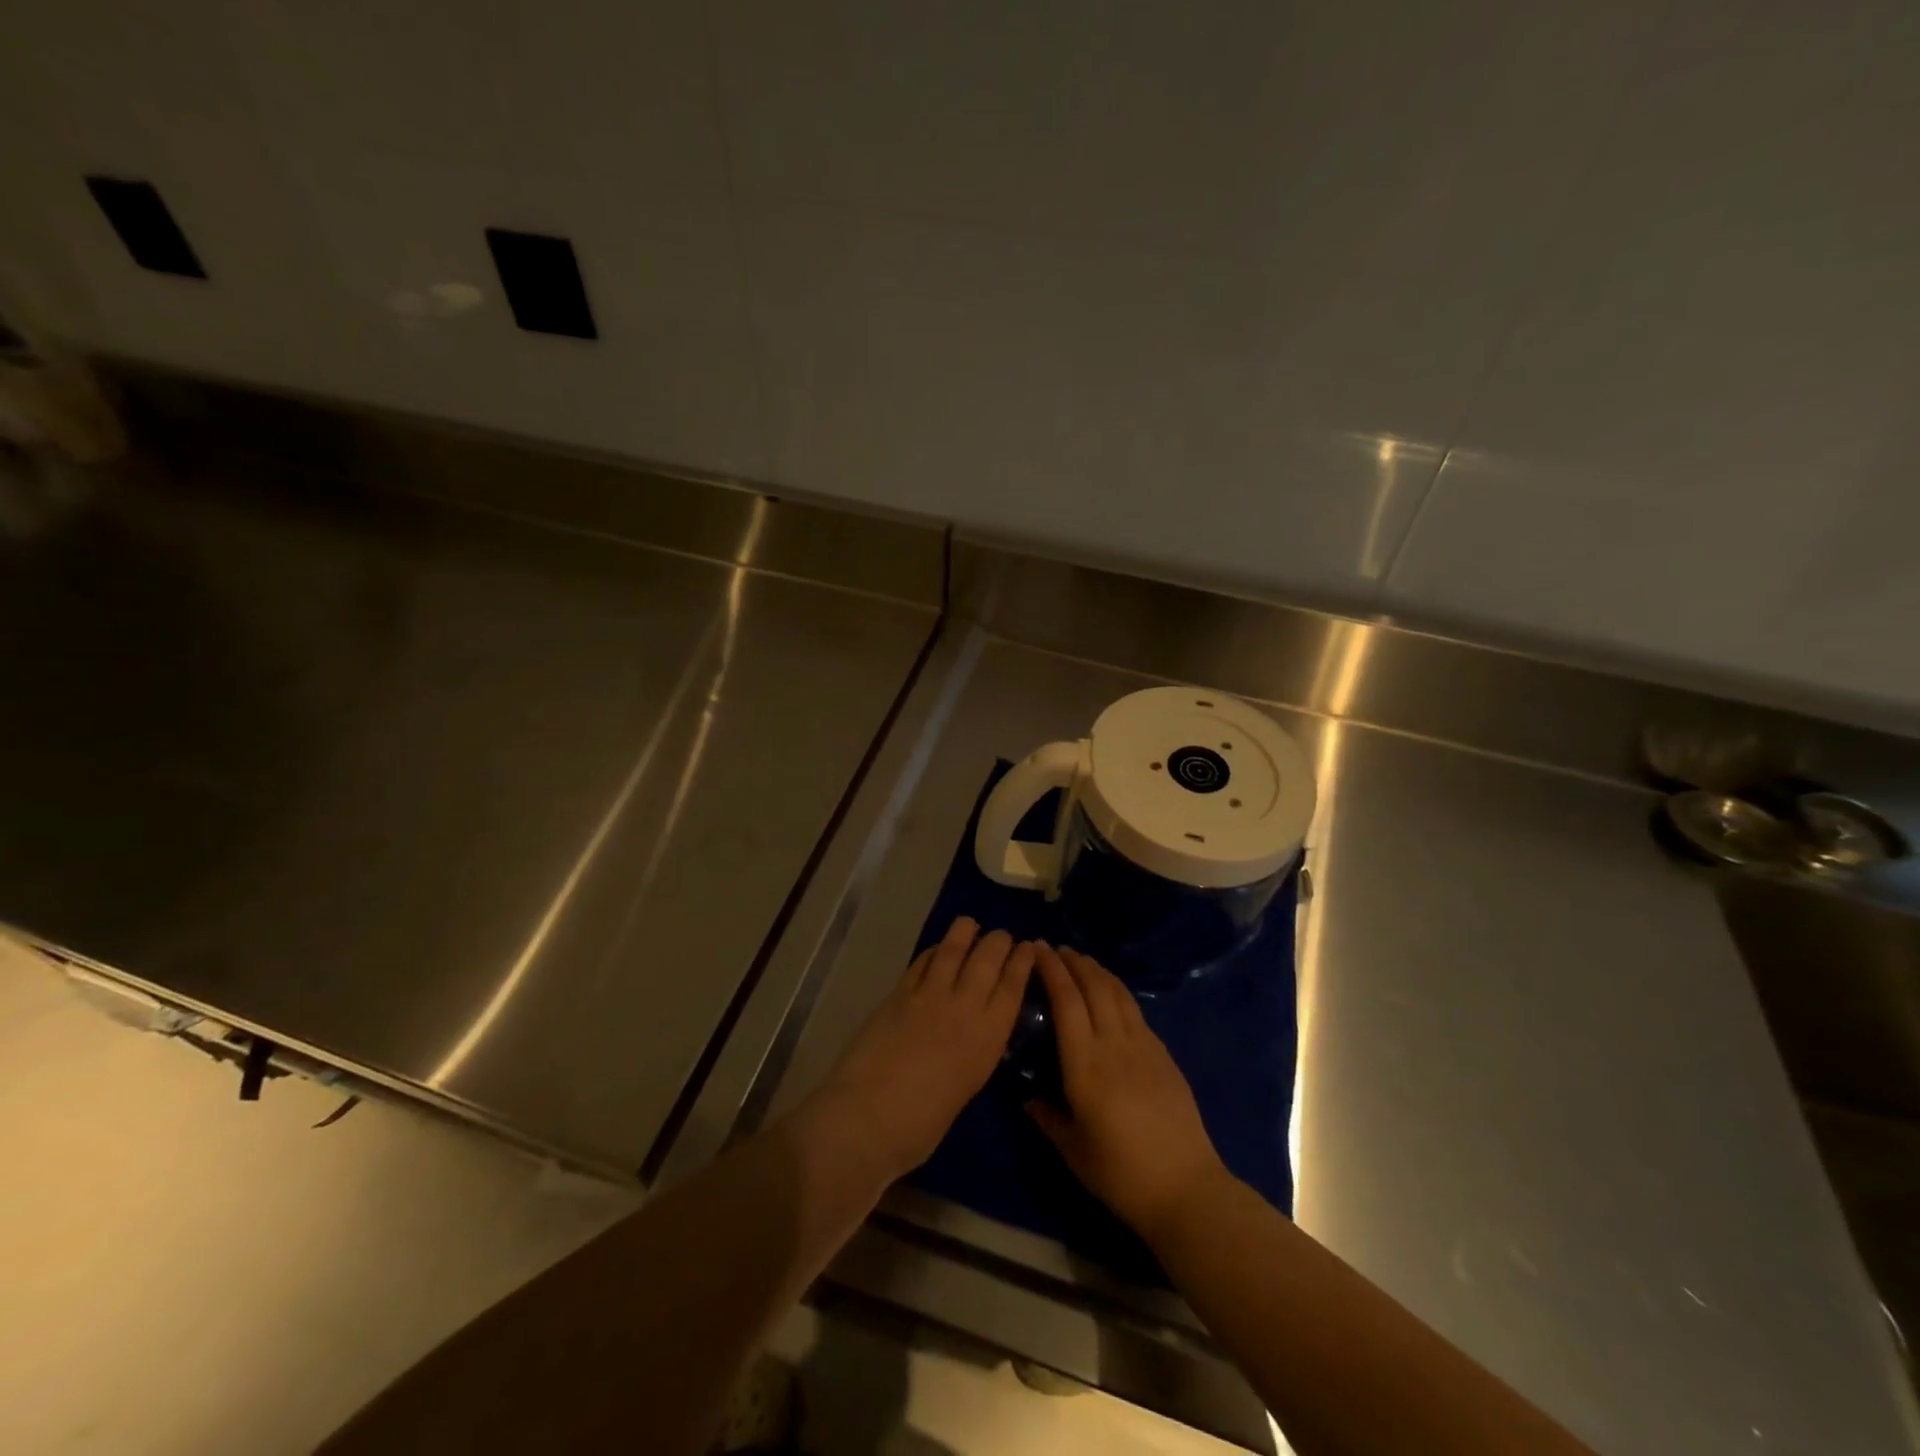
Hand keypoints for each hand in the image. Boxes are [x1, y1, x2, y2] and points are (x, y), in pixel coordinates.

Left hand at [807, 917, 1033, 1179]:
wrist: (867, 1118)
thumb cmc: (920, 1126)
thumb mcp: (965, 1089)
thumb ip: (974, 1054)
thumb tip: (975, 1037)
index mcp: (987, 1039)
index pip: (1012, 987)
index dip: (1022, 962)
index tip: (1028, 947)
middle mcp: (964, 1008)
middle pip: (987, 959)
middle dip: (998, 941)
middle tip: (1002, 936)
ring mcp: (928, 996)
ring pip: (953, 950)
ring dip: (965, 932)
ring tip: (970, 925)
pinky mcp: (898, 993)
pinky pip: (921, 962)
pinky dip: (933, 951)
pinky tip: (936, 949)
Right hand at [1028, 945, 1230, 1242]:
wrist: (1185, 1187)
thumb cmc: (1120, 1173)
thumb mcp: (1072, 1148)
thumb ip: (1046, 1114)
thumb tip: (1026, 1093)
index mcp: (1085, 1065)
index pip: (1066, 1001)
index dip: (1052, 970)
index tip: (1037, 949)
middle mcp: (1113, 1044)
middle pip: (1093, 987)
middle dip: (1073, 962)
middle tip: (1055, 949)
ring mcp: (1143, 1046)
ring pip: (1117, 993)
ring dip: (1097, 971)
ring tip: (1081, 960)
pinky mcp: (1163, 1055)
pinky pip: (1134, 1011)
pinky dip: (1117, 992)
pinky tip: (1111, 994)